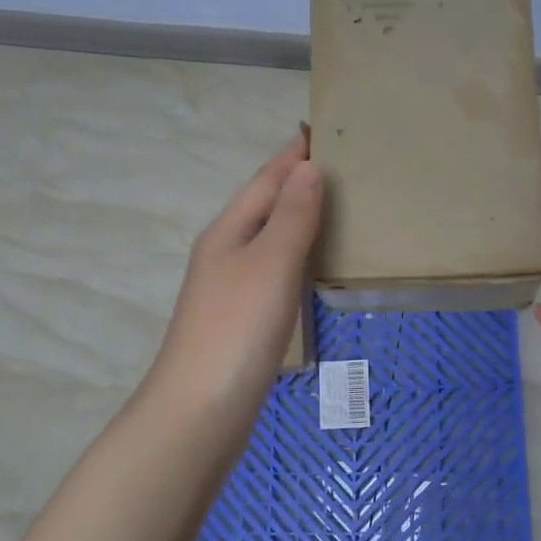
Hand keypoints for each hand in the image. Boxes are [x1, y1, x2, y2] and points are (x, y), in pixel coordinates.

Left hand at [145, 131, 321, 429]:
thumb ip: (292, 216)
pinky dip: (295, 258)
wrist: (201, 409)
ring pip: (268, 241)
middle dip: (295, 184)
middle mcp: (224, 253)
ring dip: (296, 221)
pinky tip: (312, 267)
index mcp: (228, 232)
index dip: (292, 157)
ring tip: (334, 208)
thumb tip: (308, 167)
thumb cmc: (238, 327)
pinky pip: (272, 272)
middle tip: (338, 167)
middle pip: (263, 207)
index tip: (320, 132)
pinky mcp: (240, 321)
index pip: (265, 181)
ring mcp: (229, 289)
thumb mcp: (271, 262)